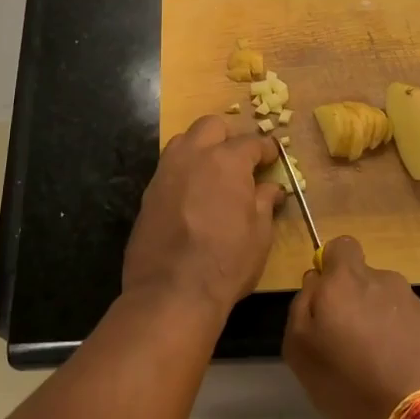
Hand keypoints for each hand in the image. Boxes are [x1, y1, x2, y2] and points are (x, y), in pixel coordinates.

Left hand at [122, 115, 283, 319]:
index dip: (266, 150)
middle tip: (239, 161)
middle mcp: (193, 156)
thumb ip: (264, 203)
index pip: (251, 142)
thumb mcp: (259, 234)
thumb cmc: (226, 262)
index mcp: (226, 161)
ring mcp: (165, 172)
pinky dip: (184, 172)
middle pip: (211, 126)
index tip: (271, 159)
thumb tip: (270, 188)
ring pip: (184, 141)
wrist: (171, 292)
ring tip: (213, 174)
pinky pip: (169, 168)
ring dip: (201, 148)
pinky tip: (192, 196)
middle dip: (228, 137)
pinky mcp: (148, 193)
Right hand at [283, 237, 419, 418]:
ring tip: (373, 364)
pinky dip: (398, 340)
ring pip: (384, 302)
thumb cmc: (349, 379)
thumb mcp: (301, 348)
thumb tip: (314, 282)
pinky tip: (395, 373)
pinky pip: (406, 324)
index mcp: (346, 279)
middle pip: (362, 279)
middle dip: (353, 301)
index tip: (326, 298)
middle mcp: (382, 280)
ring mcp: (413, 302)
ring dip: (377, 322)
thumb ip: (301, 306)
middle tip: (345, 341)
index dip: (330, 266)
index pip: (340, 246)